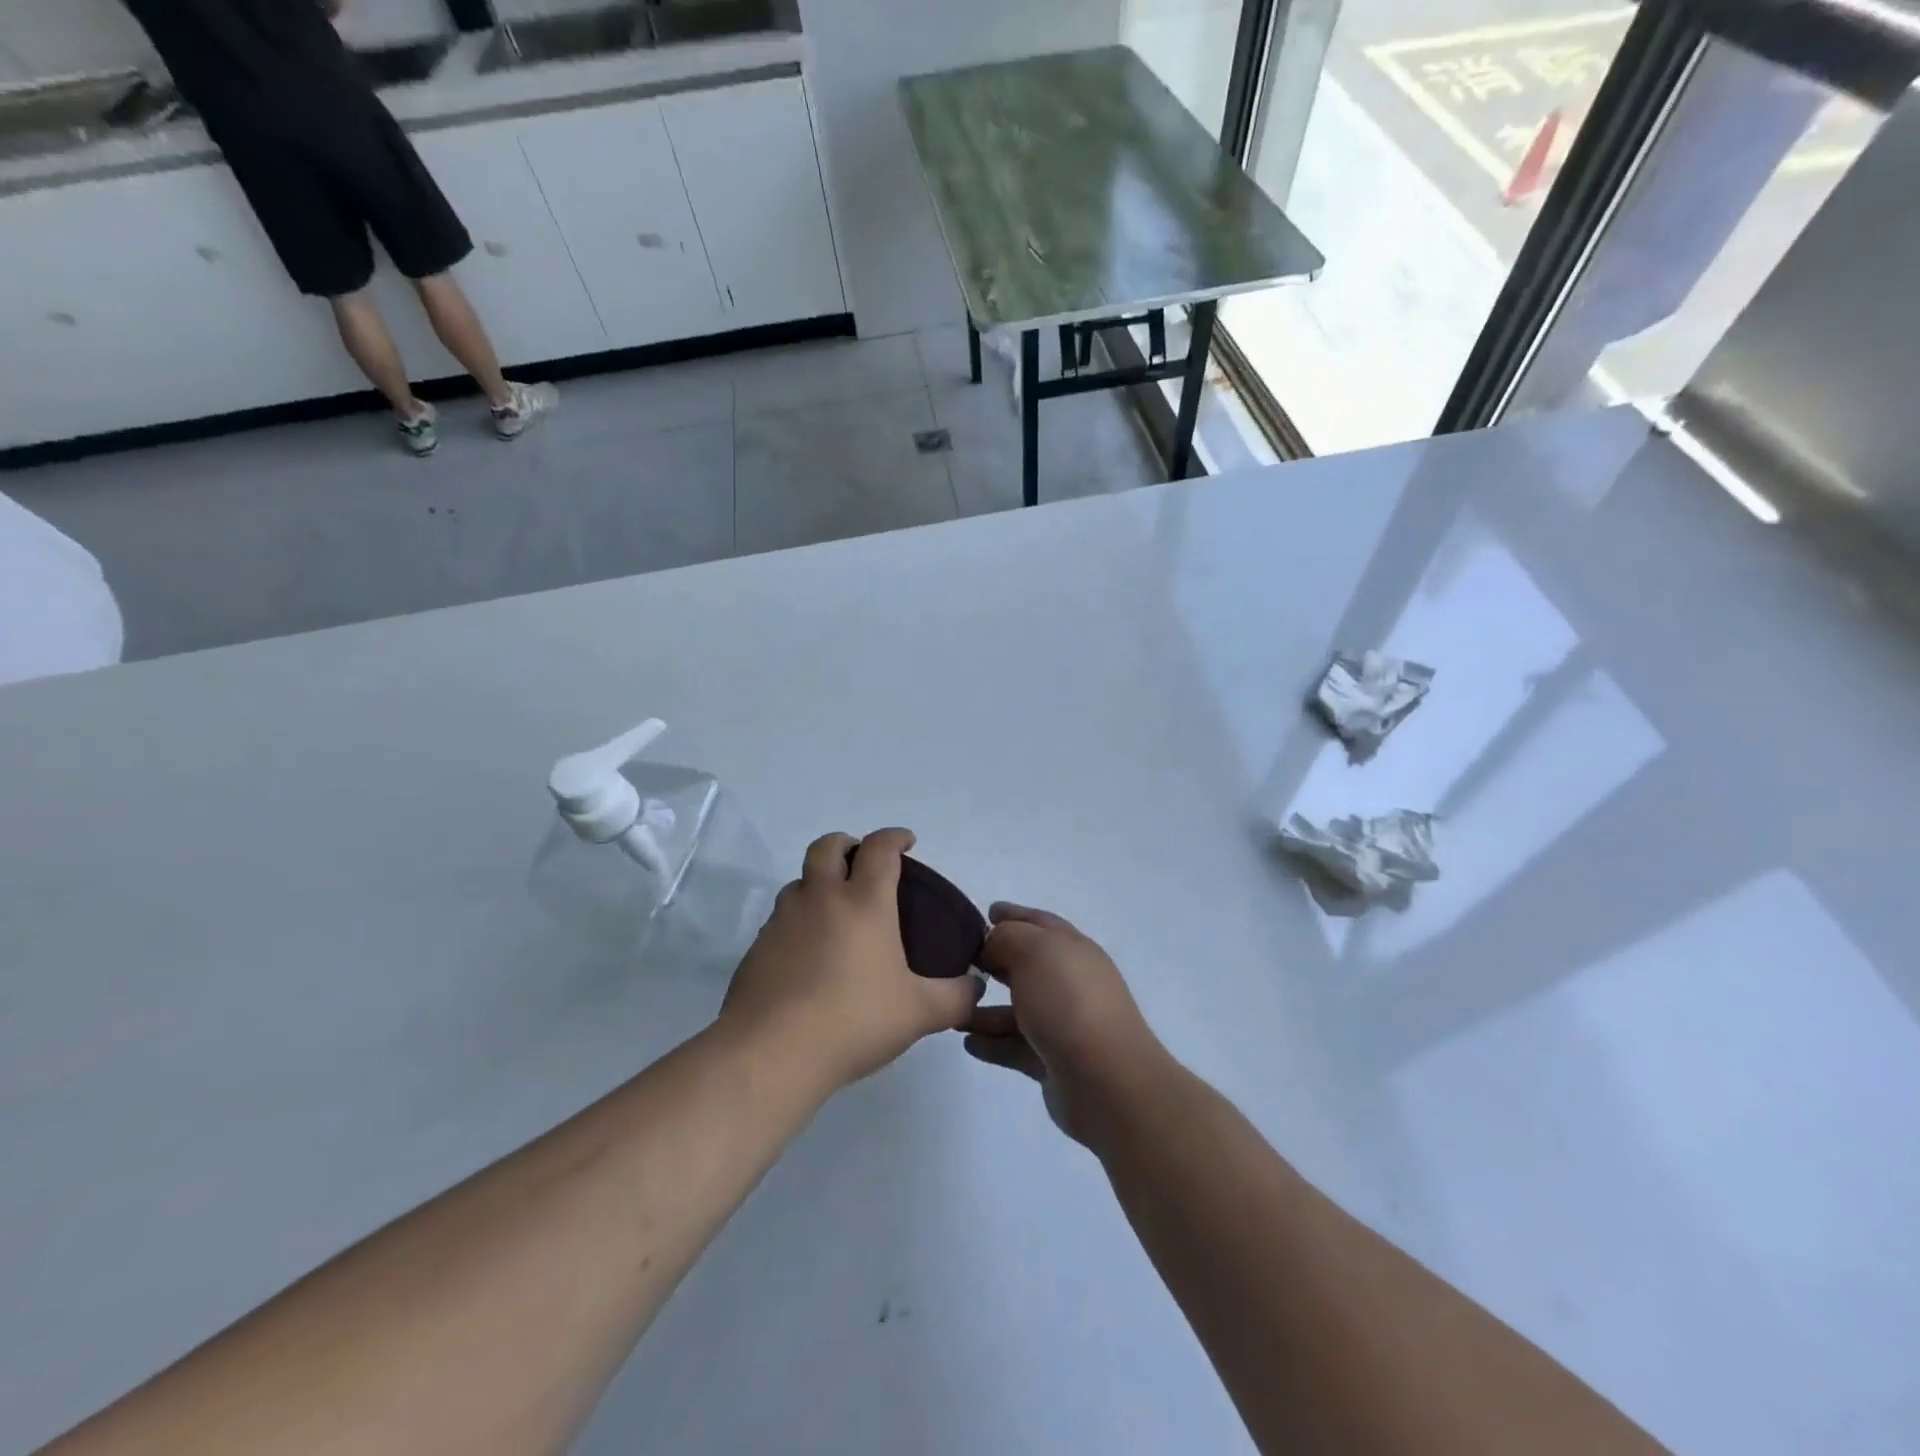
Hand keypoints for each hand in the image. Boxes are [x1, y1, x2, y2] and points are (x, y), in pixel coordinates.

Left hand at [721, 829, 982, 1095]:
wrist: (771, 1053)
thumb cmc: (854, 1020)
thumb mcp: (920, 1013)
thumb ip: (955, 997)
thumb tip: (974, 987)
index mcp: (863, 902)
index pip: (879, 849)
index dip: (894, 837)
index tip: (906, 842)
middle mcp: (820, 899)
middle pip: (827, 847)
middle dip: (846, 844)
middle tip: (862, 863)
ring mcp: (782, 921)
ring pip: (798, 882)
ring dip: (817, 883)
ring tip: (835, 913)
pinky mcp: (757, 949)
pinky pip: (780, 920)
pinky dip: (797, 922)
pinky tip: (808, 956)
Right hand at [963, 904, 1173, 1150]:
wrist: (1105, 1079)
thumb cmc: (1067, 1002)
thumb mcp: (1033, 952)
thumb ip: (1006, 938)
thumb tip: (992, 945)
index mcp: (1071, 949)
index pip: (1039, 923)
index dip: (1013, 915)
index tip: (986, 912)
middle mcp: (1070, 982)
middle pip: (1027, 965)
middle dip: (995, 961)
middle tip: (960, 961)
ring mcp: (1063, 1022)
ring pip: (1017, 1009)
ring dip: (985, 1009)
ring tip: (954, 1011)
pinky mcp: (1053, 1060)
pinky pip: (1015, 1046)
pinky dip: (992, 1043)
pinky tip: (968, 1043)